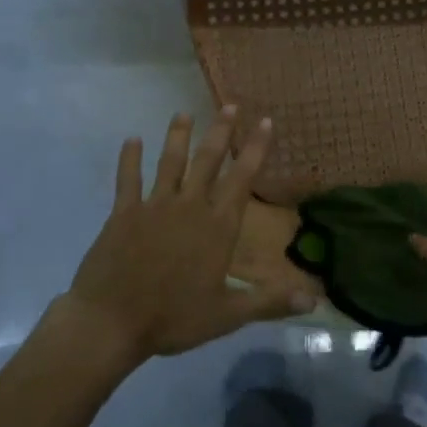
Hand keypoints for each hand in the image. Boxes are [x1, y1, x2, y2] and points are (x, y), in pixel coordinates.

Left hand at [63, 111, 316, 362]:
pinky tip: (131, 140)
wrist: (111, 321)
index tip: (266, 122)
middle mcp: (189, 206)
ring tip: (184, 113)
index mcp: (217, 227)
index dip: (256, 149)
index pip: (242, 179)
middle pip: (208, 161)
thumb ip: (270, 302)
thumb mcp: (228, 315)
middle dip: (221, 132)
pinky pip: (128, 180)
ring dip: (178, 136)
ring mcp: (154, 206)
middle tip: (230, 105)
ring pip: (170, 162)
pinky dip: (130, 159)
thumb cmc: (173, 318)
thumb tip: (315, 300)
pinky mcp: (123, 213)